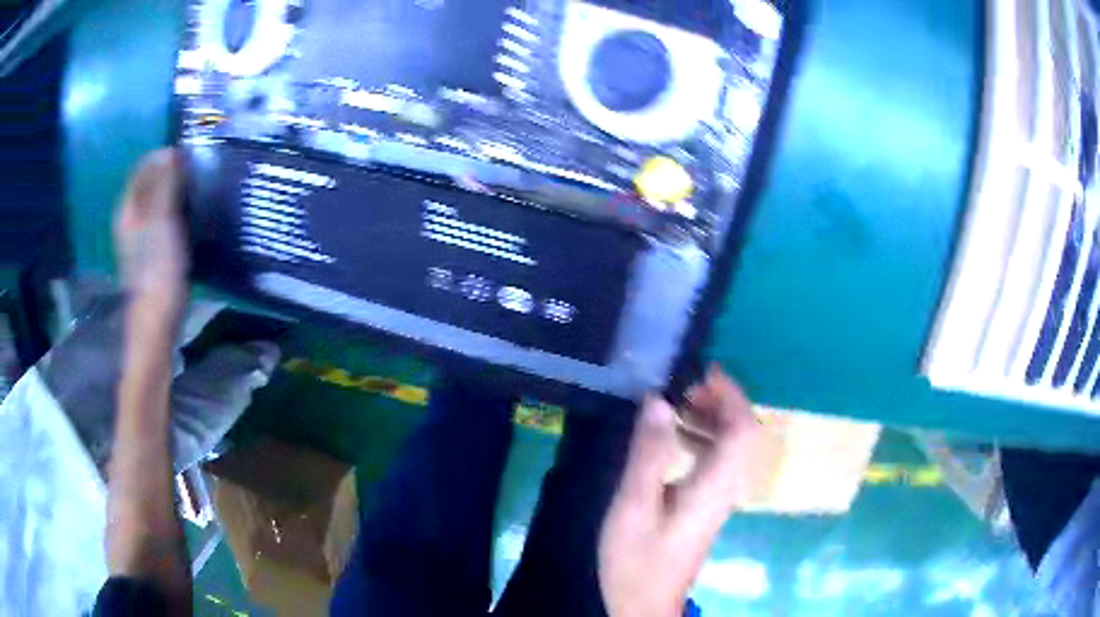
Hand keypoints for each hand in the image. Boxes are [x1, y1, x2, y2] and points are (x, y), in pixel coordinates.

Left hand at [114, 148, 189, 318]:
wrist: (157, 317)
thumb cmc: (159, 266)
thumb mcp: (162, 220)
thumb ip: (165, 185)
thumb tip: (171, 153)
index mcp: (128, 208)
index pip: (143, 167)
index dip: (164, 157)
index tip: (188, 157)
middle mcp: (130, 218)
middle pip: (149, 183)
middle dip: (170, 172)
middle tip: (195, 172)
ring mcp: (139, 236)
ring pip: (156, 201)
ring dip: (174, 191)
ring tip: (195, 190)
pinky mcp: (150, 250)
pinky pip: (161, 218)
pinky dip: (174, 210)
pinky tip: (188, 216)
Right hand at [598, 366, 766, 616]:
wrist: (644, 604)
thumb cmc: (637, 560)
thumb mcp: (634, 506)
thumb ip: (649, 454)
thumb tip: (659, 401)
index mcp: (714, 486)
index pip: (743, 429)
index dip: (730, 394)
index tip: (700, 372)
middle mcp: (725, 487)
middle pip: (741, 434)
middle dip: (718, 402)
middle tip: (680, 387)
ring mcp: (718, 498)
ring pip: (729, 446)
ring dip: (708, 419)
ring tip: (671, 407)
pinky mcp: (705, 505)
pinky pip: (715, 460)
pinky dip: (698, 440)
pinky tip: (669, 441)